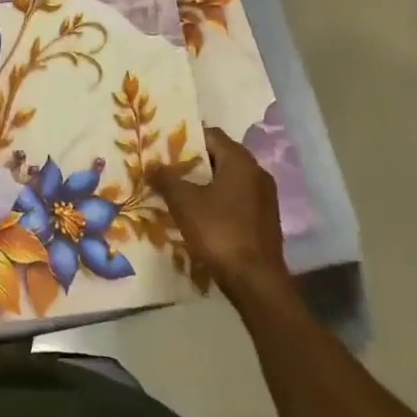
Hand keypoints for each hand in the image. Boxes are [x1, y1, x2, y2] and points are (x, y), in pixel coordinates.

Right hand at [151, 129, 285, 299]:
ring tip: (178, 193)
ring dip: (205, 184)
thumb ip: (166, 179)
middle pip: (220, 157)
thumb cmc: (219, 232)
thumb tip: (151, 164)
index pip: (211, 135)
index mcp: (240, 161)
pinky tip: (199, 216)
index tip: (164, 147)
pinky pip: (237, 200)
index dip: (186, 138)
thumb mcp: (184, 203)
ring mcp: (265, 197)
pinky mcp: (265, 220)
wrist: (256, 281)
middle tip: (166, 170)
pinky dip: (218, 201)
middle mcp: (257, 173)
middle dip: (193, 163)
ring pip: (228, 180)